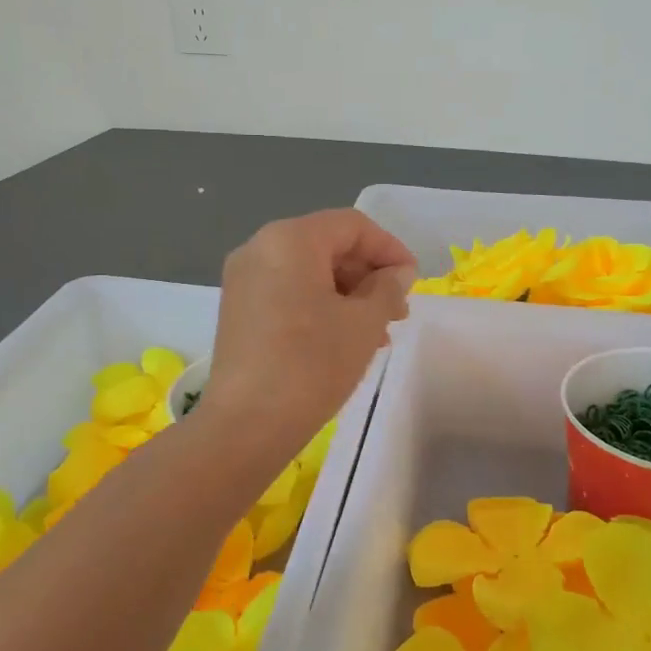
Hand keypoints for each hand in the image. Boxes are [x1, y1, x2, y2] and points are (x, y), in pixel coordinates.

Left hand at [201, 210, 416, 452]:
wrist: (248, 424)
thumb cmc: (312, 365)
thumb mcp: (363, 324)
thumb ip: (387, 288)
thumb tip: (397, 274)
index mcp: (290, 239)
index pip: (352, 226)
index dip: (390, 248)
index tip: (412, 282)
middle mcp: (259, 248)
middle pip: (327, 245)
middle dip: (368, 274)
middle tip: (397, 311)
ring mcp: (243, 279)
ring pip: (309, 271)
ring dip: (348, 294)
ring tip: (377, 333)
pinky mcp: (237, 309)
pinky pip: (288, 292)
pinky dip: (320, 305)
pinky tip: (343, 339)